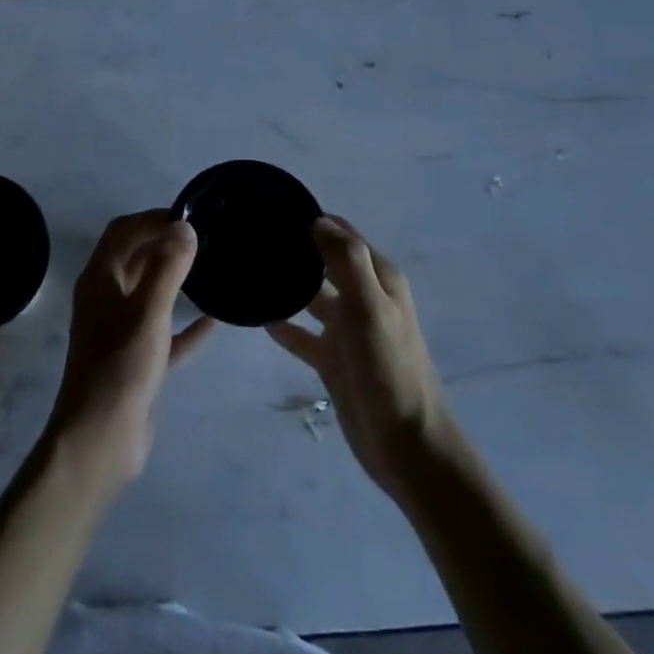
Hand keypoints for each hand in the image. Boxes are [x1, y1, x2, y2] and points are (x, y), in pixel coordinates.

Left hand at [43, 211, 214, 501]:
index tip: (189, 216)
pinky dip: (184, 325)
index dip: (152, 218)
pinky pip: (163, 333)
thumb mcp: (148, 312)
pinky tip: (213, 321)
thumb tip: (184, 226)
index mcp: (99, 279)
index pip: (123, 232)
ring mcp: (119, 331)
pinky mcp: (135, 361)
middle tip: (204, 239)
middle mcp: (105, 299)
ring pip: (148, 294)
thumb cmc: (121, 367)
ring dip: (173, 280)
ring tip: (209, 269)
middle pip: (134, 258)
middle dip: (163, 244)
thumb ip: (167, 267)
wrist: (100, 440)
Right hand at [267, 216, 450, 500]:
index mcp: (378, 278)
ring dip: (286, 285)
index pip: (342, 234)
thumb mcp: (370, 307)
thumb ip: (346, 260)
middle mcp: (363, 297)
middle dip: (294, 249)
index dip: (312, 220)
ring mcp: (347, 330)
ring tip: (247, 271)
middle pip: (324, 262)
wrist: (406, 444)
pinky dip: (283, 324)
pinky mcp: (333, 359)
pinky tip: (256, 317)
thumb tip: (318, 220)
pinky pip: (302, 334)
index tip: (271, 209)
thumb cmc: (389, 368)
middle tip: (249, 238)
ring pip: (311, 296)